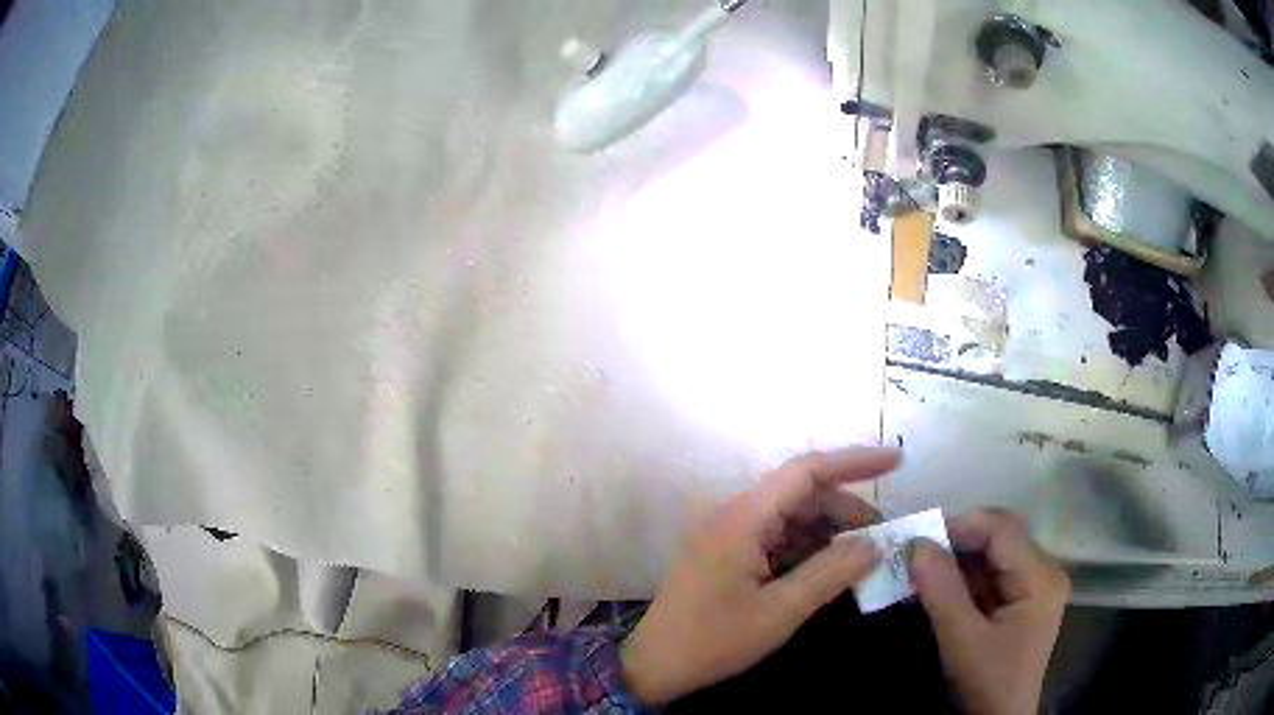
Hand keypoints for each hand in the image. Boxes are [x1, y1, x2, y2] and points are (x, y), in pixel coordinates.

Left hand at [620, 447, 898, 705]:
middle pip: (802, 494)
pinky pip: (777, 537)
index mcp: (743, 518)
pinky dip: (807, 547)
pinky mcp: (727, 552)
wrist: (654, 666)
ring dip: (829, 531)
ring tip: (864, 555)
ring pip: (792, 516)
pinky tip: (830, 567)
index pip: (807, 471)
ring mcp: (728, 533)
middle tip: (884, 538)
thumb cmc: (713, 641)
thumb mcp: (779, 612)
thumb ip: (830, 573)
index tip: (897, 461)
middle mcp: (734, 514)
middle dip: (847, 510)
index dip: (855, 461)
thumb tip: (874, 545)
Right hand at [907, 509, 1069, 714]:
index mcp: (1041, 578)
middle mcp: (1044, 571)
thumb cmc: (987, 683)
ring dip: (957, 558)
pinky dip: (963, 576)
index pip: (1003, 530)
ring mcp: (1035, 585)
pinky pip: (991, 574)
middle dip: (957, 540)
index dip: (961, 525)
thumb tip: (915, 544)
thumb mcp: (962, 641)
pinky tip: (938, 585)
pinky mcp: (1022, 599)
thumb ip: (942, 592)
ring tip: (921, 566)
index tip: (918, 536)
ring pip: (994, 554)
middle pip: (1001, 538)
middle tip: (916, 550)